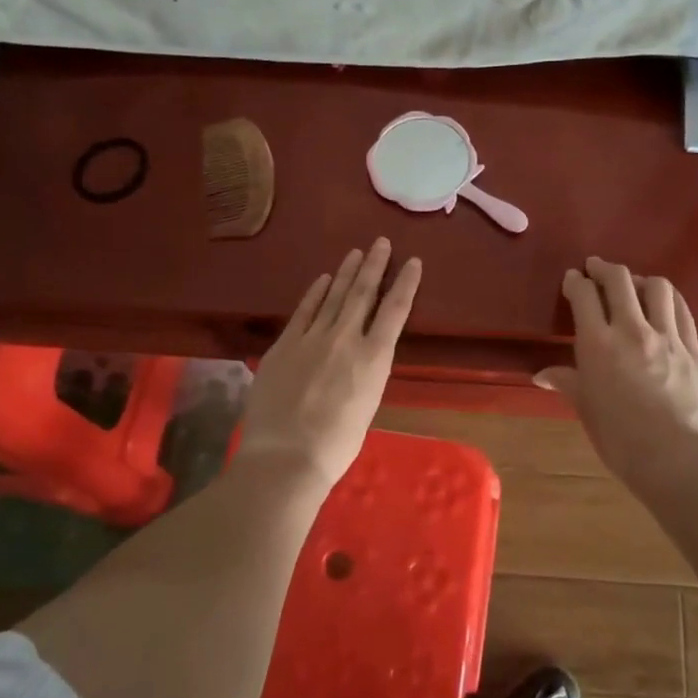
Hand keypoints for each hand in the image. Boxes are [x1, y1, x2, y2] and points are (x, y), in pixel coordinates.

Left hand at [236, 238, 421, 491]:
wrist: (287, 455)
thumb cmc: (336, 445)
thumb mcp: (366, 406)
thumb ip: (365, 375)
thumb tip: (357, 360)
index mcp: (374, 359)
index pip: (395, 311)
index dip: (405, 284)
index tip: (412, 261)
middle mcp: (346, 339)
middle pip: (363, 293)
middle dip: (374, 266)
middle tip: (380, 242)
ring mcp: (313, 338)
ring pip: (334, 296)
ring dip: (346, 272)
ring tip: (356, 252)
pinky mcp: (285, 344)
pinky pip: (304, 311)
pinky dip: (315, 293)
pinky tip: (322, 279)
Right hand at [539, 257, 697, 485]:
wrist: (675, 458)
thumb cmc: (620, 438)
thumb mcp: (586, 409)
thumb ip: (567, 382)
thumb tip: (542, 375)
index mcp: (598, 344)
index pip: (584, 296)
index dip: (576, 282)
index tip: (573, 278)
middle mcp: (632, 330)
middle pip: (619, 280)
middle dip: (604, 268)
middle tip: (596, 268)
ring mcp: (667, 337)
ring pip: (657, 287)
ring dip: (640, 280)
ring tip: (633, 286)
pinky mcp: (693, 349)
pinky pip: (682, 310)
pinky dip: (669, 299)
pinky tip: (663, 304)